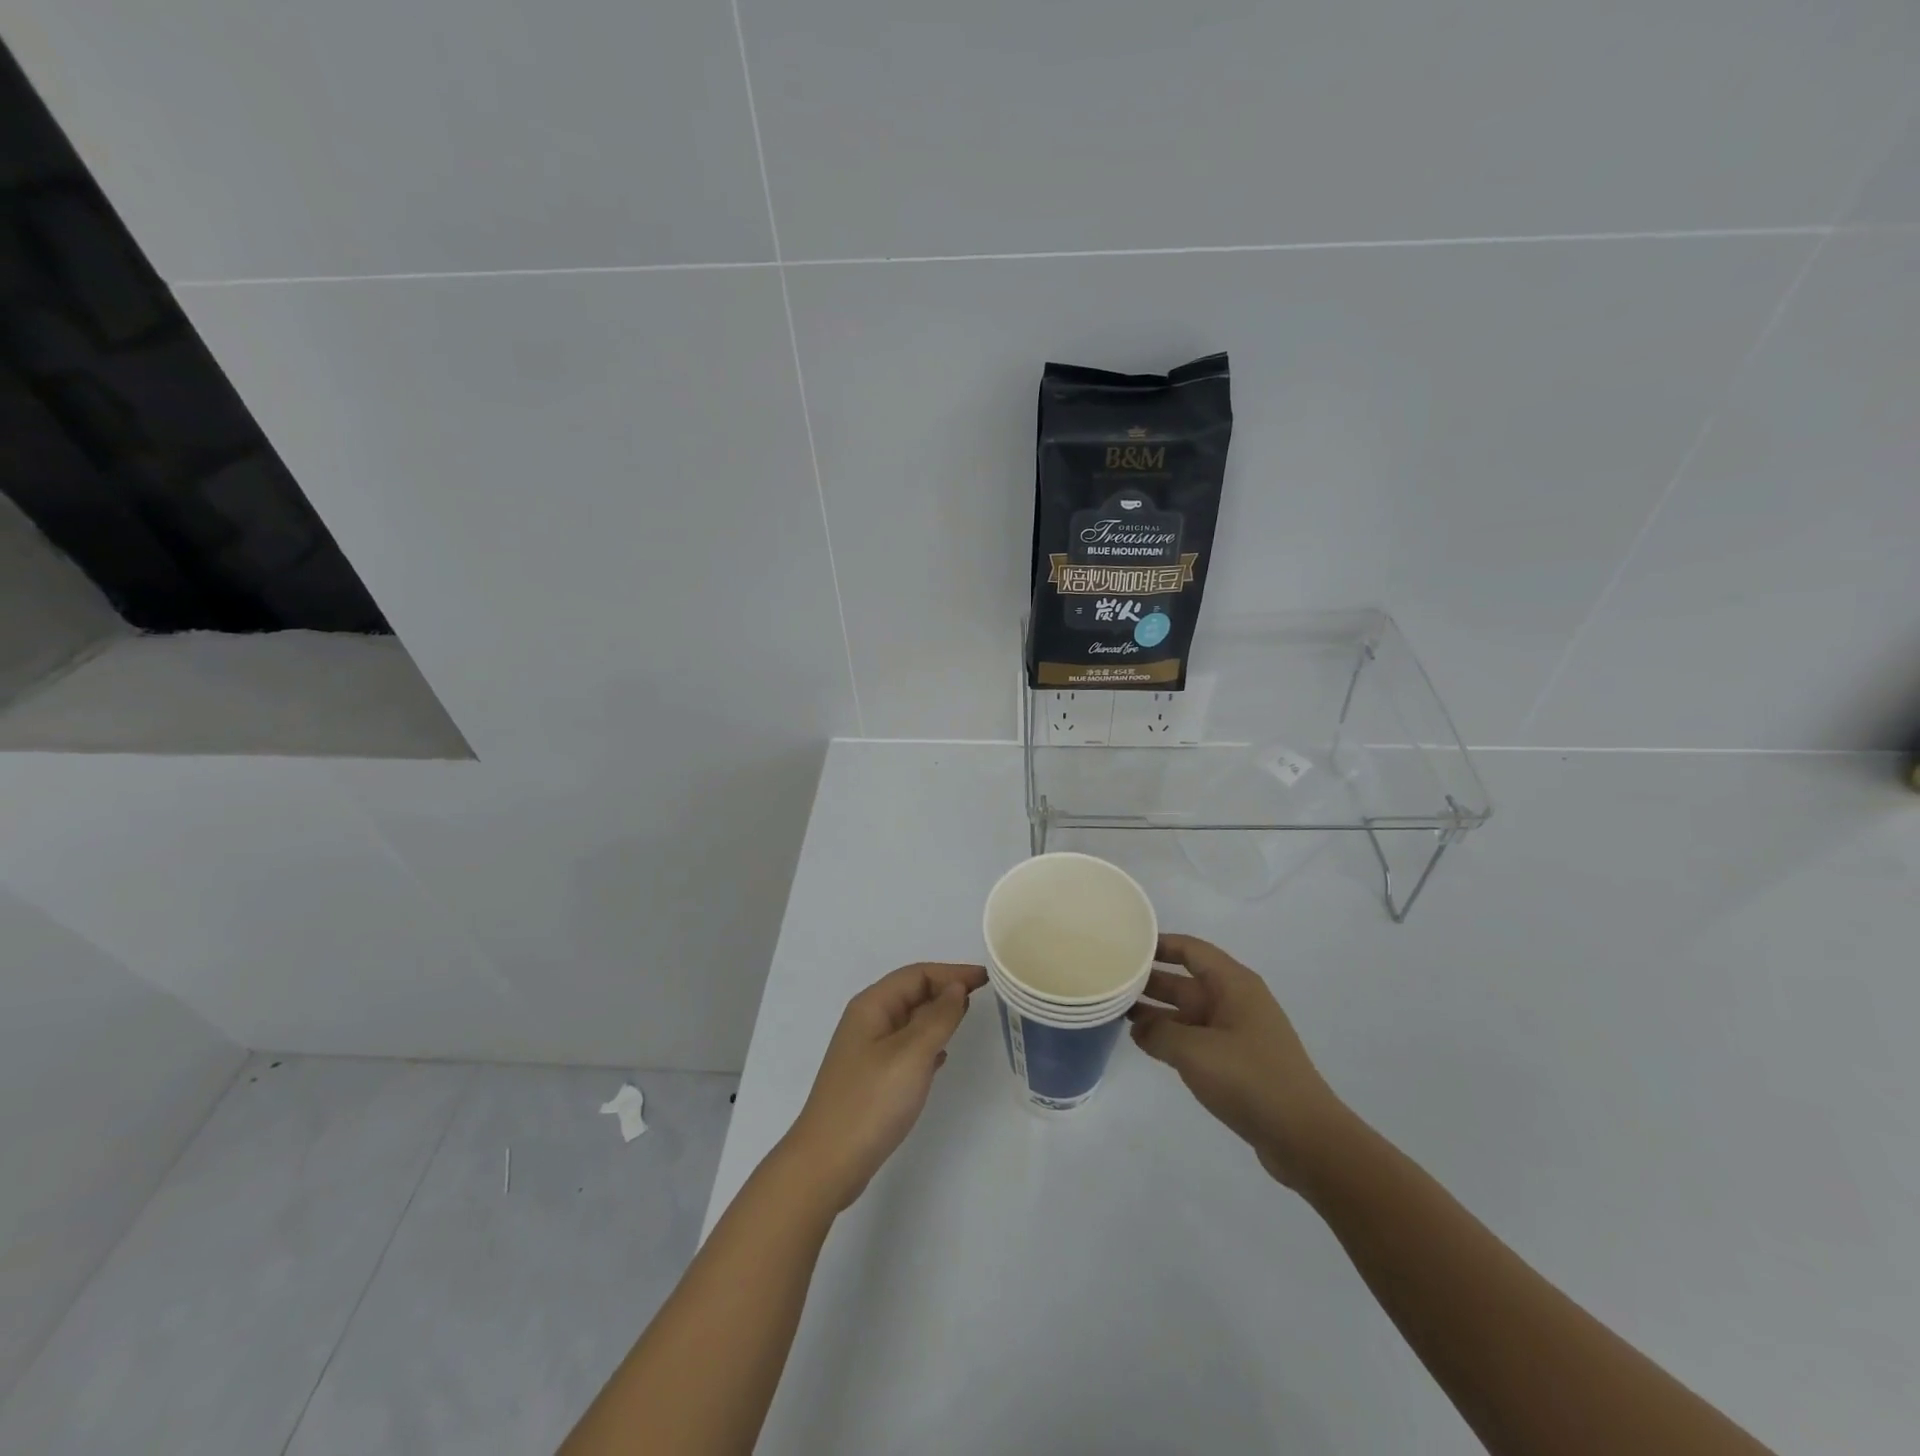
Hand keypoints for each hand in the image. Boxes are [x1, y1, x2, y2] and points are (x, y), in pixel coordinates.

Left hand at [781, 962, 987, 1210]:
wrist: (828, 1163)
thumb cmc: (871, 1101)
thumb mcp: (912, 1054)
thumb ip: (938, 1017)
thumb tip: (956, 988)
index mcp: (872, 1006)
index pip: (917, 975)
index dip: (952, 972)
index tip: (986, 978)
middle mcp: (867, 1021)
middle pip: (911, 992)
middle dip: (945, 989)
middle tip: (982, 995)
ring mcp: (867, 1051)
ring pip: (909, 1020)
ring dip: (937, 1015)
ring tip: (966, 1018)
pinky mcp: (871, 1078)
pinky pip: (906, 1047)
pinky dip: (927, 1042)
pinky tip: (941, 1056)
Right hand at [1129, 933, 1347, 1187]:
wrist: (1304, 1137)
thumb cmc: (1250, 1079)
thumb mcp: (1195, 1051)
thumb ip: (1159, 1033)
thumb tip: (1138, 1027)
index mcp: (1233, 984)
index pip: (1190, 950)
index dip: (1158, 944)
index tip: (1124, 944)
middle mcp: (1235, 1001)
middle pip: (1185, 980)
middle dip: (1149, 980)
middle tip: (1110, 980)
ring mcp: (1236, 1032)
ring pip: (1187, 1011)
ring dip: (1155, 1011)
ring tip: (1116, 1011)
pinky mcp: (1236, 1061)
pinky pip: (1195, 1038)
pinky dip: (1170, 1037)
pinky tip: (1142, 1042)